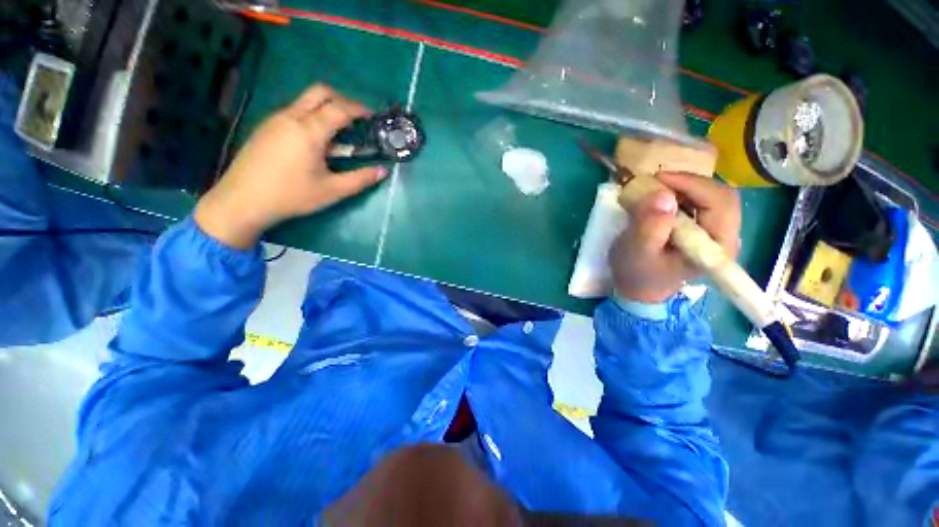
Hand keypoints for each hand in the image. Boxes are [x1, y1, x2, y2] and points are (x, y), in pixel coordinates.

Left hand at [195, 84, 386, 247]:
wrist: (242, 200)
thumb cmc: (291, 196)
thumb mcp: (332, 191)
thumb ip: (360, 179)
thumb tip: (383, 171)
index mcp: (309, 131)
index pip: (339, 109)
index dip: (359, 109)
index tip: (373, 116)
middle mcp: (291, 117)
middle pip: (319, 92)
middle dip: (342, 99)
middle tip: (356, 118)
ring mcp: (275, 120)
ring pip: (305, 101)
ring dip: (326, 109)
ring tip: (339, 134)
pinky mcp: (266, 127)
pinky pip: (294, 112)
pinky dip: (312, 117)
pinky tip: (315, 141)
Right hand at [610, 172, 740, 302]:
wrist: (639, 289)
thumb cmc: (637, 274)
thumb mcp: (637, 253)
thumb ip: (649, 227)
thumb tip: (662, 196)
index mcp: (716, 248)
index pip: (720, 203)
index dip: (693, 184)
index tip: (659, 179)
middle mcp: (724, 238)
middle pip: (720, 196)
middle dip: (688, 183)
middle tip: (656, 182)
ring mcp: (715, 234)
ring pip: (710, 196)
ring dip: (682, 188)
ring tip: (655, 190)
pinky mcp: (703, 231)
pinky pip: (699, 203)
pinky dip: (679, 195)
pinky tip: (660, 200)